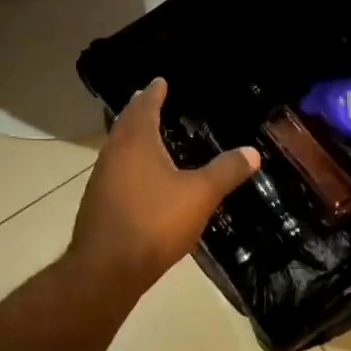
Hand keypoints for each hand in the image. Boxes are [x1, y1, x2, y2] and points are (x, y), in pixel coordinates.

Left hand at [70, 77, 259, 288]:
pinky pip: (114, 170)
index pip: (144, 106)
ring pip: (117, 147)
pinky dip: (127, 161)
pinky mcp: (97, 203)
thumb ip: (226, 171)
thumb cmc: (154, 222)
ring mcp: (101, 179)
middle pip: (125, 123)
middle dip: (138, 110)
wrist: (106, 269)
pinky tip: (139, 176)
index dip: (154, 93)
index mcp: (136, 142)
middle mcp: (114, 153)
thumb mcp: (199, 195)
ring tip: (145, 133)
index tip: (159, 81)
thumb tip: (252, 151)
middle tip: (149, 98)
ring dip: (130, 135)